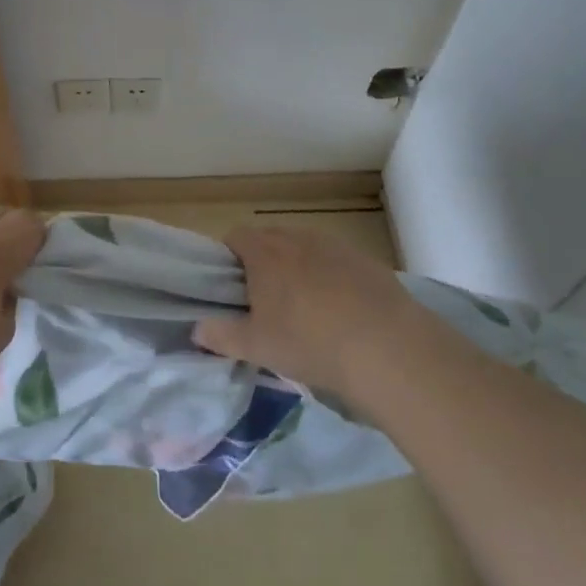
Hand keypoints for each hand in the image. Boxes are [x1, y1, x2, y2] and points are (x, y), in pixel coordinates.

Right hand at [195, 226, 418, 398]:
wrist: (388, 348)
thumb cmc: (310, 343)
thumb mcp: (257, 347)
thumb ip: (220, 335)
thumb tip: (196, 329)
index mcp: (265, 253)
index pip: (235, 236)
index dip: (228, 258)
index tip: (233, 288)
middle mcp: (298, 238)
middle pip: (270, 238)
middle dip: (263, 262)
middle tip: (266, 301)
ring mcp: (336, 246)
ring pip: (304, 248)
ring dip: (298, 267)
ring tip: (306, 307)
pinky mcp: (366, 260)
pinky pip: (336, 261)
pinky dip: (331, 277)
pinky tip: (342, 311)